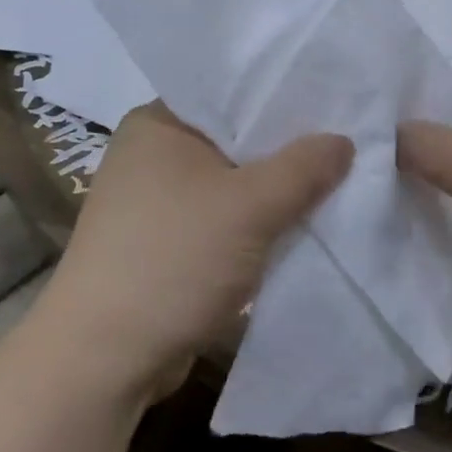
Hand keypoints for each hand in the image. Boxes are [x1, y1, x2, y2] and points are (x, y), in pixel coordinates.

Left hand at [37, 103, 352, 402]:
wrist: (104, 359)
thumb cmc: (173, 260)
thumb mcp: (250, 206)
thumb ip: (303, 167)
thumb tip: (344, 141)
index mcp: (158, 123)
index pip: (232, 92)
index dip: (286, 98)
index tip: (337, 104)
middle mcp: (152, 154)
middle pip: (236, 140)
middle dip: (287, 151)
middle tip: (348, 145)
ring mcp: (155, 202)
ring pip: (232, 184)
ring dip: (274, 193)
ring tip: (336, 183)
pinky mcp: (165, 243)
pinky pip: (223, 219)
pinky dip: (256, 224)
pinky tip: (299, 227)